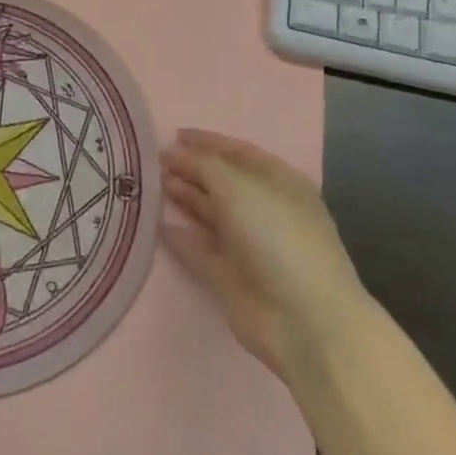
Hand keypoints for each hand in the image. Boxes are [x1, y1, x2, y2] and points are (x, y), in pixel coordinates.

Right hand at [161, 129, 367, 382]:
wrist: (304, 319)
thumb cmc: (276, 236)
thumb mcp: (237, 186)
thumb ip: (202, 164)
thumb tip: (174, 153)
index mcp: (278, 182)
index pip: (237, 152)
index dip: (206, 141)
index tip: (172, 135)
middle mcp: (264, 210)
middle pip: (222, 182)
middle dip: (190, 169)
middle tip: (153, 162)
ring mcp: (249, 246)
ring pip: (210, 214)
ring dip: (183, 198)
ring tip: (151, 185)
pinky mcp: (232, 278)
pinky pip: (201, 250)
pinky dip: (181, 238)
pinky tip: (159, 225)